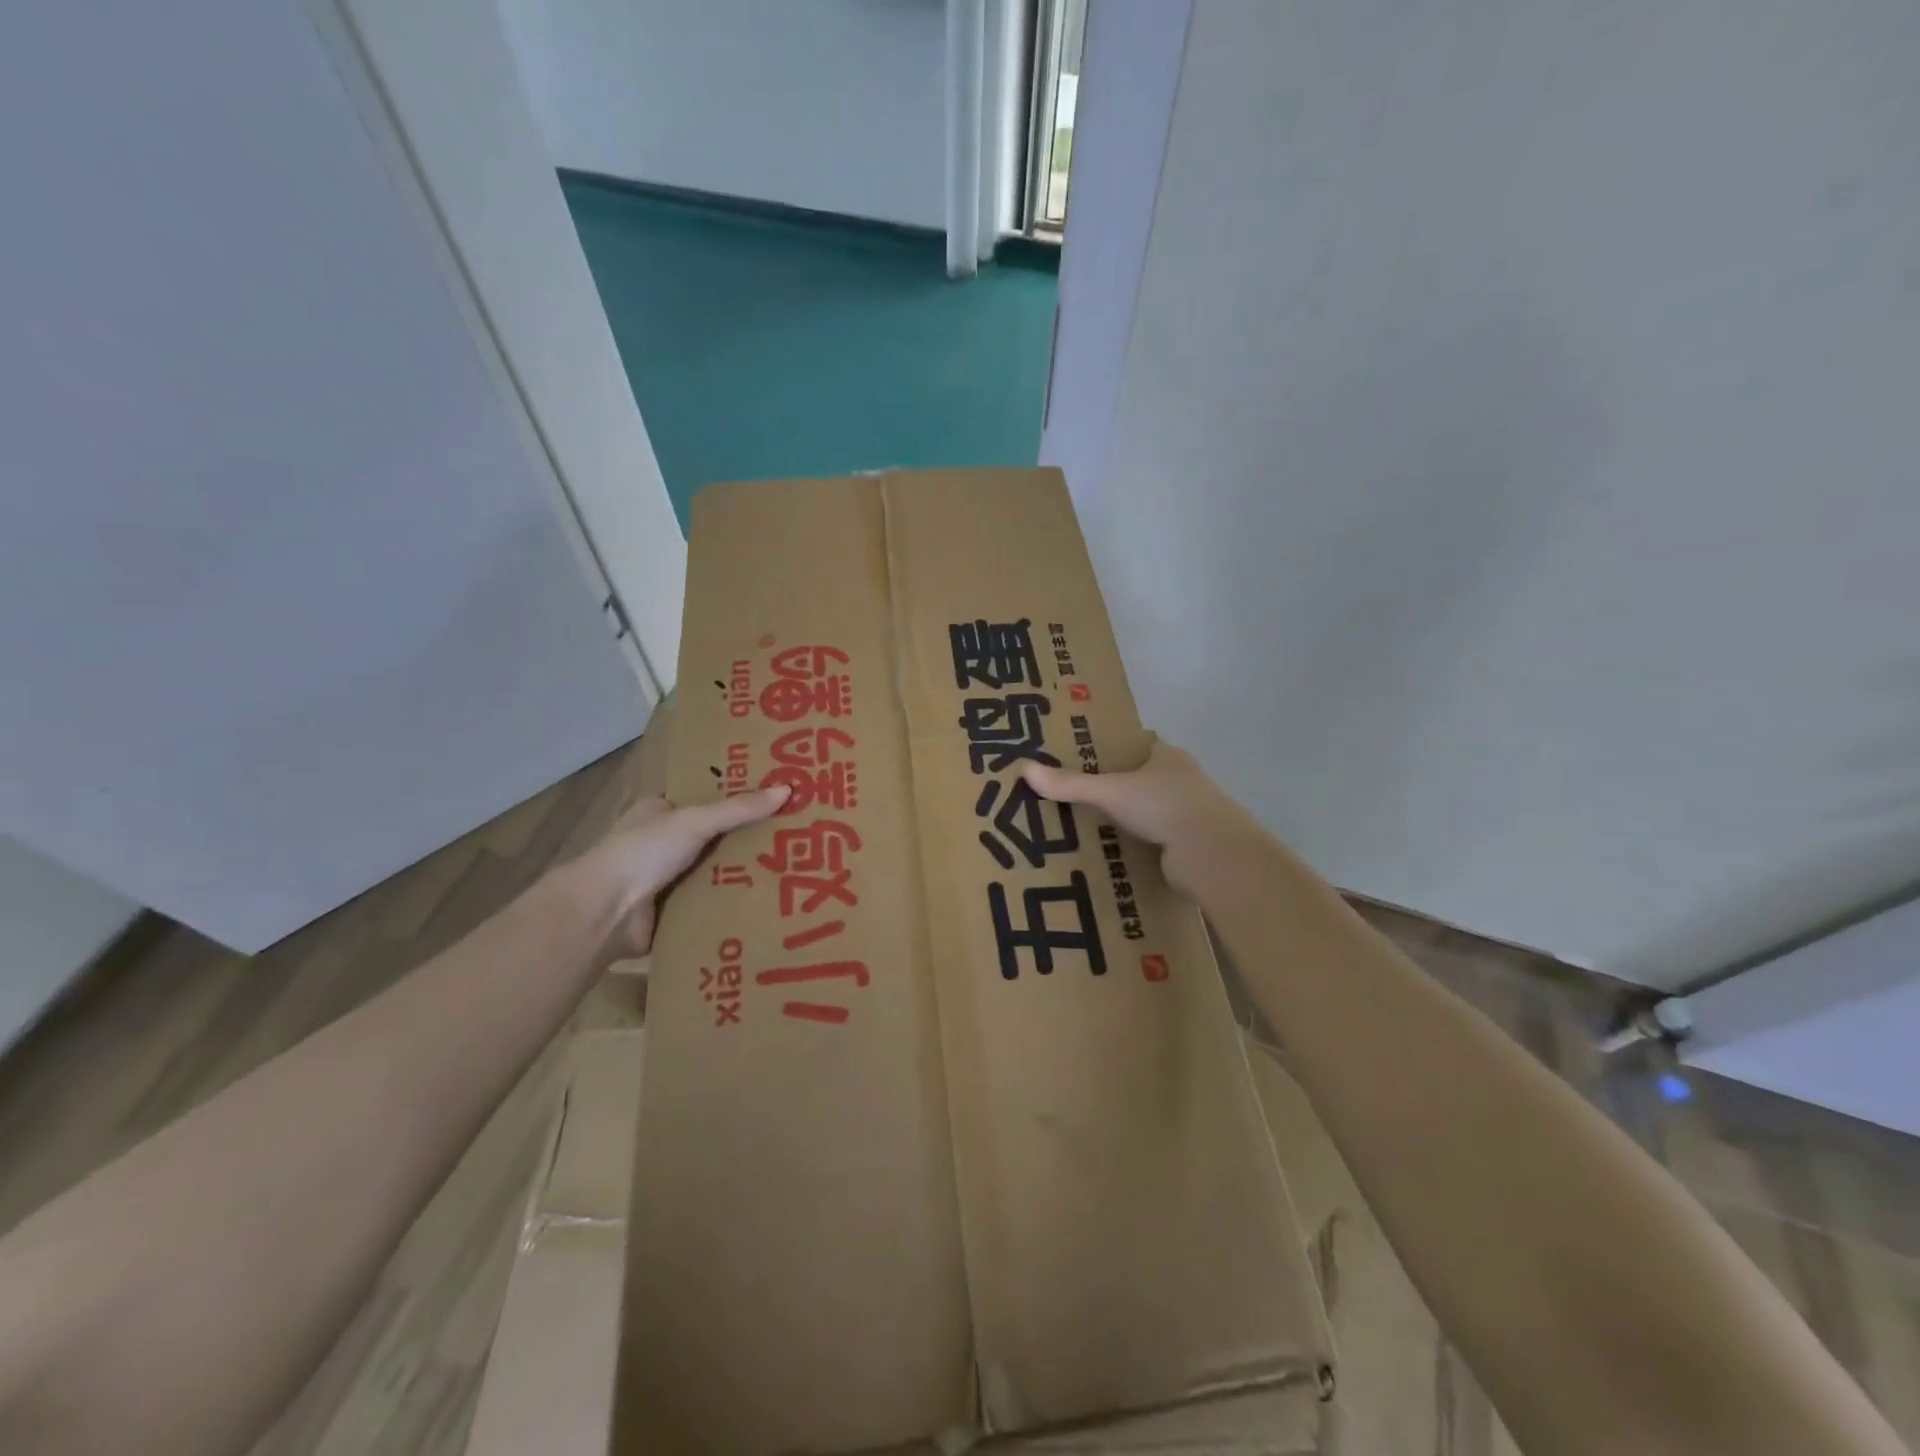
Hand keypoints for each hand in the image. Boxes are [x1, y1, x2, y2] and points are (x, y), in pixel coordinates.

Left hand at [572, 786, 789, 962]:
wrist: (605, 914)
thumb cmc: (644, 852)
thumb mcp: (695, 821)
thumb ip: (740, 808)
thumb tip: (789, 789)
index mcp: (659, 810)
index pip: (705, 796)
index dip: (738, 794)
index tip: (777, 795)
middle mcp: (662, 841)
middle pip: (715, 834)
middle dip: (749, 836)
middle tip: (795, 833)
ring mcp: (667, 877)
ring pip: (716, 868)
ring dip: (744, 871)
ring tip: (794, 866)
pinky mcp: (674, 909)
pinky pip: (712, 900)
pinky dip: (734, 901)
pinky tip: (771, 899)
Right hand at [1021, 740, 1264, 895]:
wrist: (1212, 854)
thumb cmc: (1163, 805)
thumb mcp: (1110, 791)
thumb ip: (1069, 784)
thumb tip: (1023, 768)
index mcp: (1168, 757)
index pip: (1140, 745)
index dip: (1115, 750)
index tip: (1085, 758)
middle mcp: (1183, 781)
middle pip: (1144, 779)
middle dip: (1116, 788)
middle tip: (1076, 796)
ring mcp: (1189, 814)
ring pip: (1151, 812)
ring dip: (1127, 820)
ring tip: (1086, 828)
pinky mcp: (1189, 846)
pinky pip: (1156, 841)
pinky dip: (1137, 846)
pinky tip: (1111, 855)